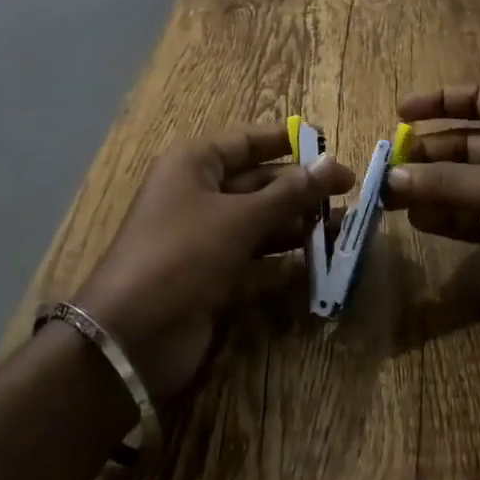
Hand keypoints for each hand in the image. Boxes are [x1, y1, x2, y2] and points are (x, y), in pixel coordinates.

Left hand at [73, 124, 352, 397]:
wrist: (130, 339)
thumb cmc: (182, 256)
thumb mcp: (239, 219)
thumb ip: (289, 193)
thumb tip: (333, 165)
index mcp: (195, 163)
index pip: (249, 141)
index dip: (289, 141)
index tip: (330, 142)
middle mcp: (199, 192)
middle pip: (259, 180)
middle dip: (301, 186)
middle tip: (349, 192)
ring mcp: (205, 234)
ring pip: (261, 218)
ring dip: (298, 220)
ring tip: (344, 224)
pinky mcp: (213, 272)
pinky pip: (256, 252)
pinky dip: (284, 253)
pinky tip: (318, 256)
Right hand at [385, 85, 479, 338]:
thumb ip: (446, 184)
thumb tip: (392, 177)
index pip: (478, 98)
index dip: (439, 101)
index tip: (400, 112)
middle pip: (467, 142)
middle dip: (429, 154)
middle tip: (387, 167)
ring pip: (468, 182)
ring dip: (434, 188)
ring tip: (391, 198)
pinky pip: (476, 217)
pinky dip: (449, 218)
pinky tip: (419, 222)